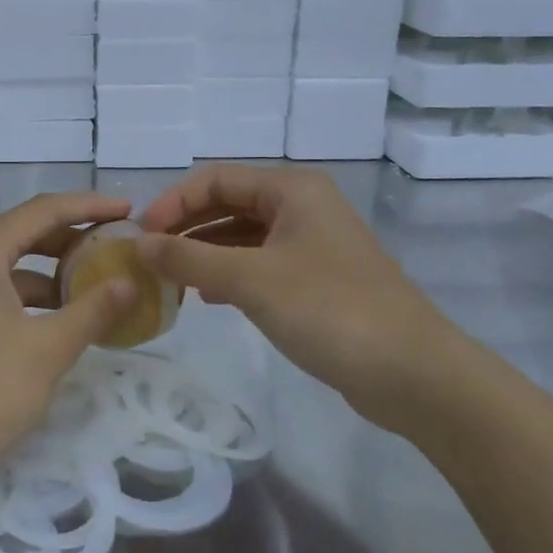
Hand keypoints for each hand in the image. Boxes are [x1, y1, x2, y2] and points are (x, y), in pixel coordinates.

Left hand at [0, 191, 136, 500]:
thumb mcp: (47, 349)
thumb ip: (93, 309)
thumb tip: (131, 282)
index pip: (44, 211)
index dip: (90, 207)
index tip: (129, 209)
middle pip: (26, 232)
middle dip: (74, 238)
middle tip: (118, 245)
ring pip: (11, 264)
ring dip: (54, 272)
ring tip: (99, 286)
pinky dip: (31, 298)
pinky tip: (61, 320)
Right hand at [137, 164, 473, 429]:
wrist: (414, 374)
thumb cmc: (330, 310)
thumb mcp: (251, 280)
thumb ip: (189, 259)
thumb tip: (138, 245)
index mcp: (292, 189)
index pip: (216, 179)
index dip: (174, 202)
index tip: (141, 235)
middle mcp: (302, 206)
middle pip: (229, 203)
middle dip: (187, 226)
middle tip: (149, 257)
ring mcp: (312, 243)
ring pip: (243, 236)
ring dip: (204, 252)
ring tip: (170, 278)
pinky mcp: (317, 279)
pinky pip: (260, 263)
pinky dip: (229, 274)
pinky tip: (207, 297)